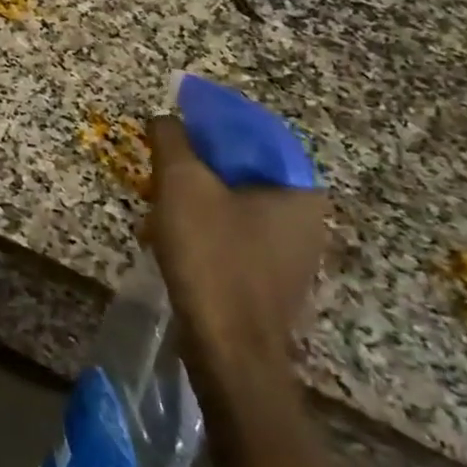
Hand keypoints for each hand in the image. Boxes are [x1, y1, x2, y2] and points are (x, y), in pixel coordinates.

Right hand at [141, 114, 329, 381]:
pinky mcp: (272, 279)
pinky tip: (171, 234)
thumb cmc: (212, 257)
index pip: (255, 132)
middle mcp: (307, 218)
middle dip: (199, 161)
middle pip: (244, 168)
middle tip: (162, 159)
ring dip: (197, 194)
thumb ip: (173, 140)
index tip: (176, 115)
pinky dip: (205, 224)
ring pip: (236, 202)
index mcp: (300, 189)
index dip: (211, 118)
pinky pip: (236, 233)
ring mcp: (293, 253)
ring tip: (158, 197)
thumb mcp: (182, 184)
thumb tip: (165, 117)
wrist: (229, 351)